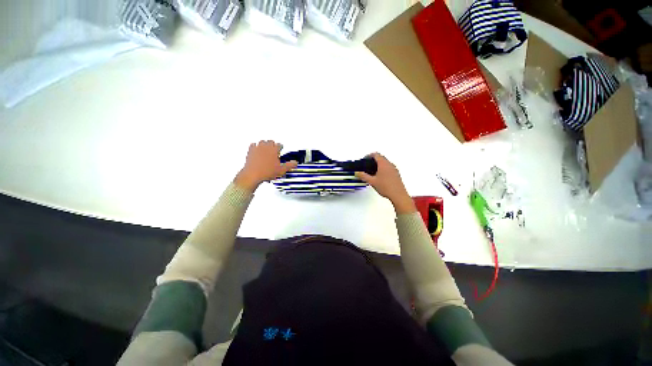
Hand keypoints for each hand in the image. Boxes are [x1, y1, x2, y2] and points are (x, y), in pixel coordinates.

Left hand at [234, 140, 297, 192]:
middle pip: (270, 141)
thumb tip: (295, 163)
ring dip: (265, 144)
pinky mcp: (250, 151)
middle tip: (274, 147)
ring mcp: (257, 148)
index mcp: (274, 150)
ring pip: (262, 141)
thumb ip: (289, 165)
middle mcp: (266, 147)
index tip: (281, 148)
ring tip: (266, 147)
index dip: (281, 147)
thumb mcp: (281, 170)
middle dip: (273, 144)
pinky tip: (256, 149)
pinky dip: (255, 146)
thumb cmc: (266, 172)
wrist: (253, 175)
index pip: (279, 145)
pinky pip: (253, 145)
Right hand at [355, 153, 415, 213]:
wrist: (398, 194)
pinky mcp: (396, 173)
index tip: (365, 159)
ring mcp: (394, 169)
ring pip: (385, 163)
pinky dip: (384, 168)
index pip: (376, 154)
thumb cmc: (386, 187)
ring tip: (373, 171)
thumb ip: (363, 176)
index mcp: (383, 164)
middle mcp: (390, 164)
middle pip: (381, 158)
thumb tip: (357, 173)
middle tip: (368, 165)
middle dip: (373, 160)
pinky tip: (380, 176)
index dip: (369, 155)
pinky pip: (389, 167)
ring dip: (379, 164)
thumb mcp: (372, 181)